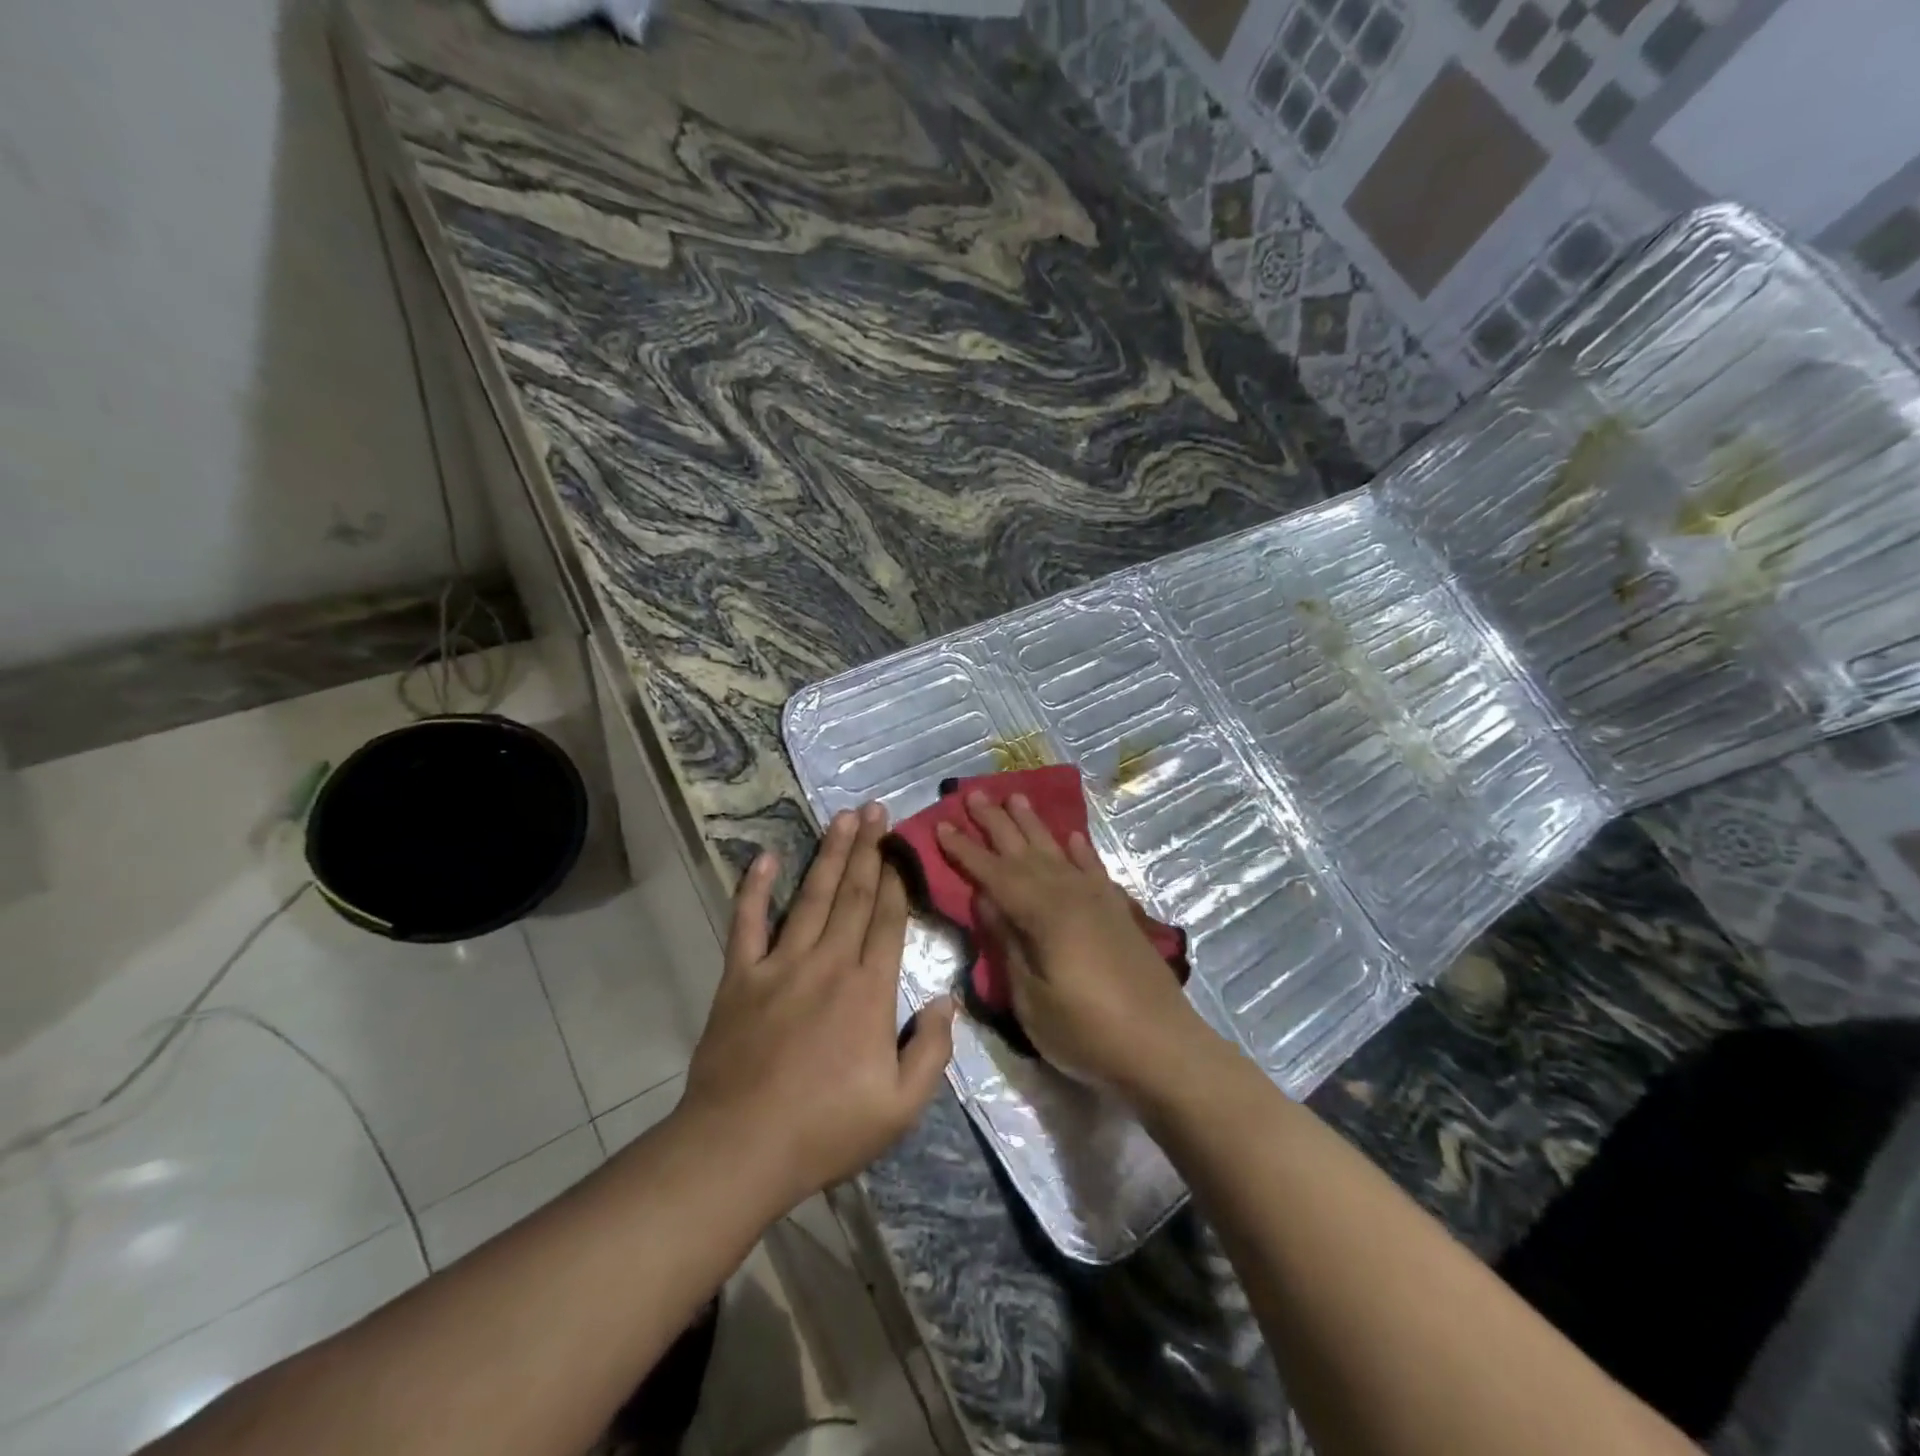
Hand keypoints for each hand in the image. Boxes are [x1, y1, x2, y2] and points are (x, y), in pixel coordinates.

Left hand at [680, 804, 955, 1213]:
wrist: (739, 1149)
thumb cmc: (825, 1130)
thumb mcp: (901, 1107)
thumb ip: (932, 1050)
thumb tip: (947, 1000)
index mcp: (869, 991)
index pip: (887, 921)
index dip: (896, 880)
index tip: (901, 846)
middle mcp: (828, 964)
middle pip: (854, 895)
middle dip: (868, 850)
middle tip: (876, 809)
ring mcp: (780, 965)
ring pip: (811, 897)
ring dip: (829, 855)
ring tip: (843, 818)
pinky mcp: (740, 977)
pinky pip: (747, 923)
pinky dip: (755, 889)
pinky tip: (765, 858)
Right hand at [935, 791, 1218, 1097]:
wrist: (1163, 1048)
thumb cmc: (1087, 1032)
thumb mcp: (1031, 998)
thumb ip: (1008, 942)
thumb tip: (985, 897)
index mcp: (1043, 914)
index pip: (994, 874)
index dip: (966, 850)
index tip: (942, 825)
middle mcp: (1070, 895)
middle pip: (1025, 851)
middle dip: (996, 823)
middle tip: (973, 794)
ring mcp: (1098, 901)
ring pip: (1058, 851)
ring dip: (1034, 825)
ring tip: (1016, 797)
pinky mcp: (1118, 912)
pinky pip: (1093, 869)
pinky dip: (1080, 851)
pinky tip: (1071, 837)